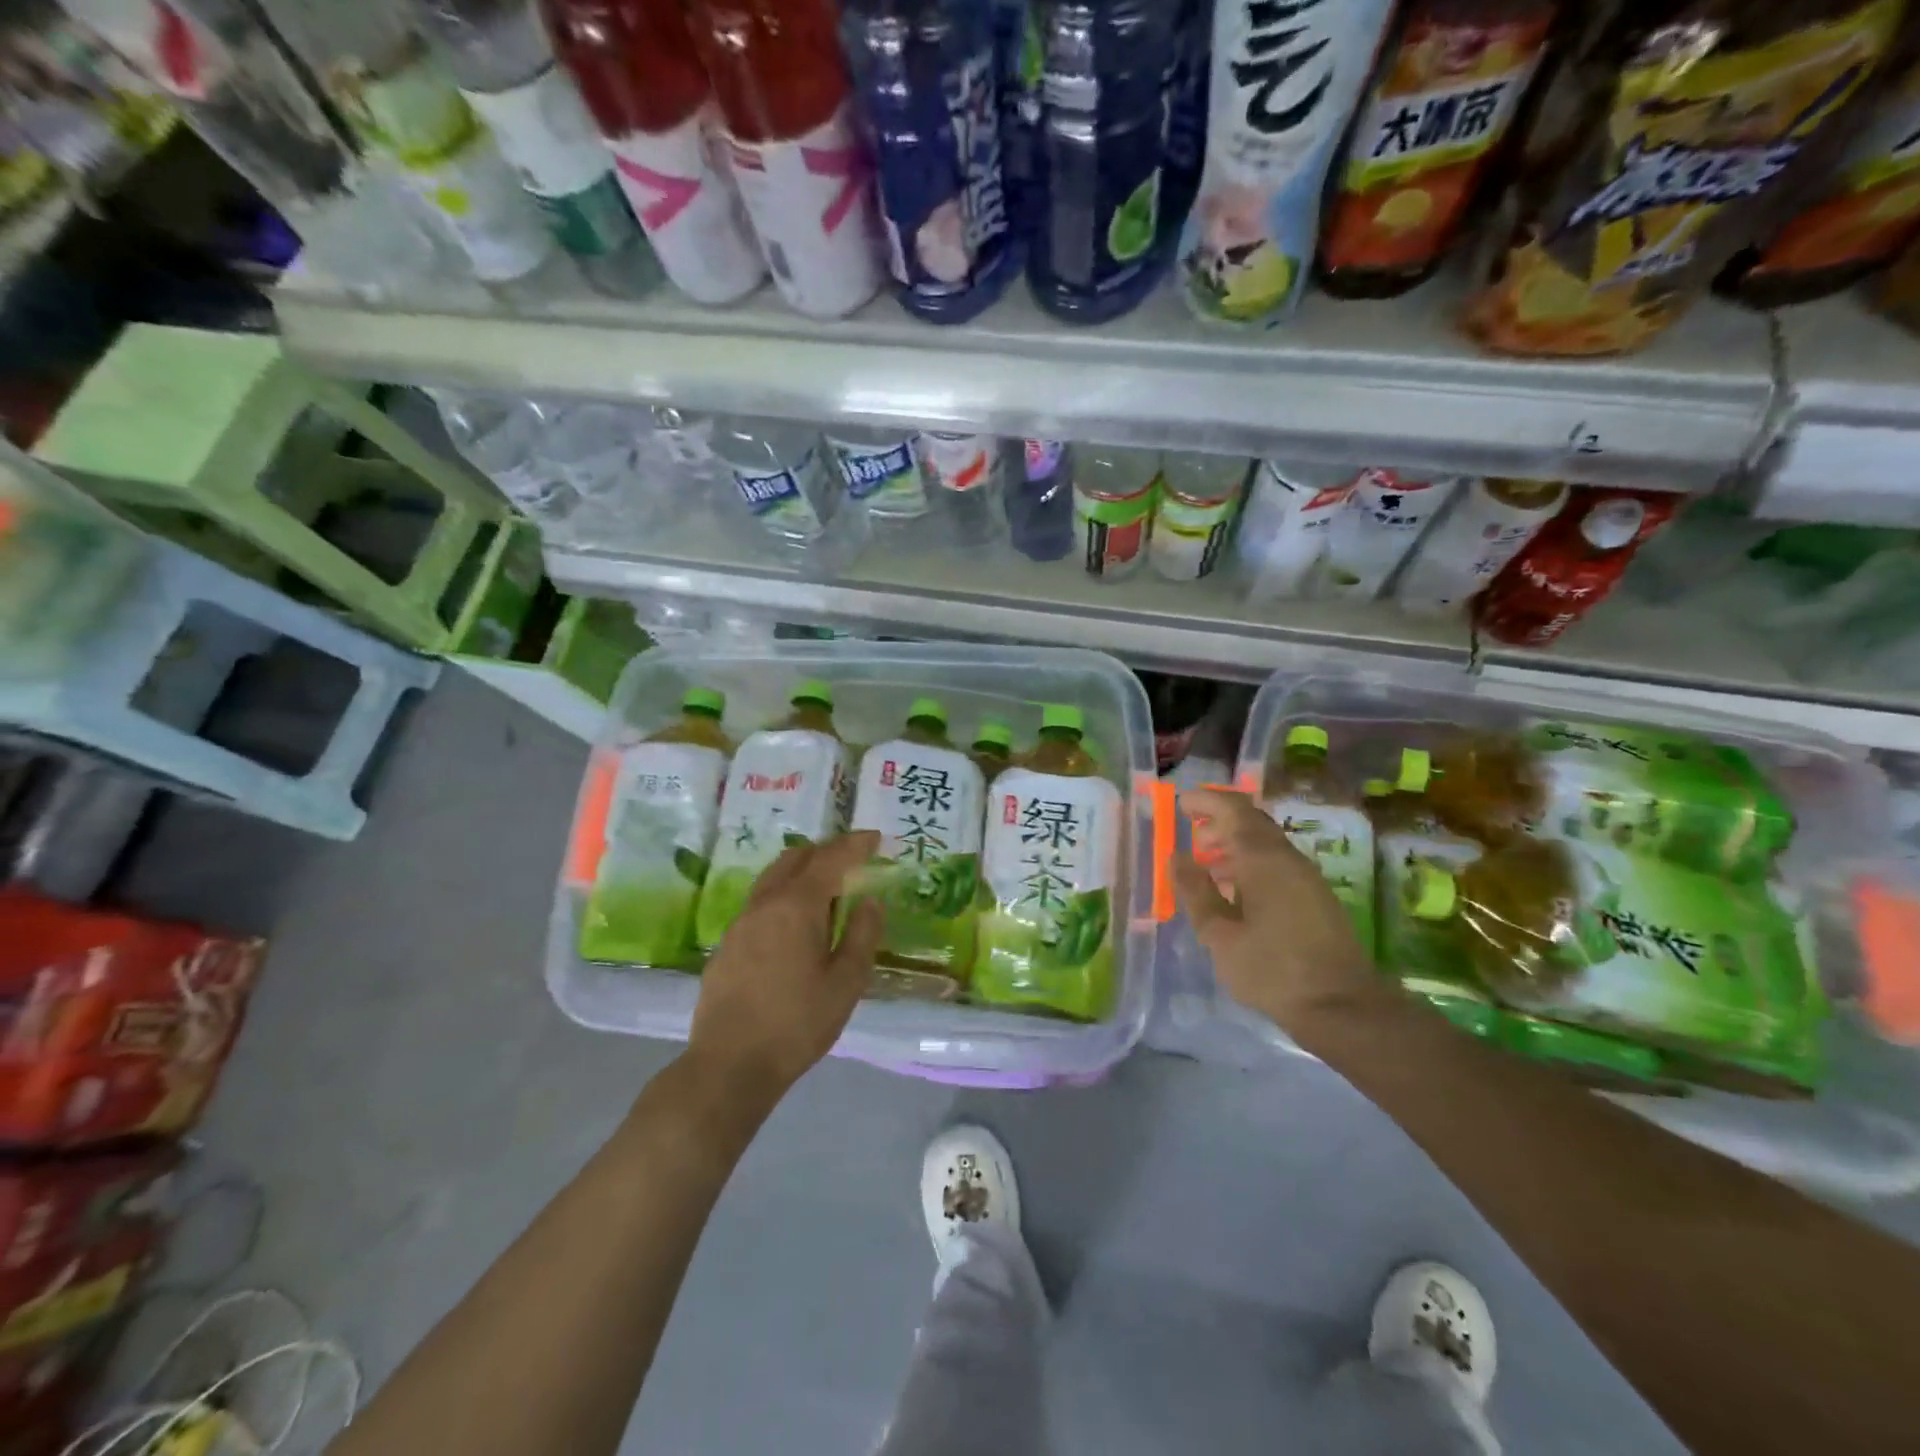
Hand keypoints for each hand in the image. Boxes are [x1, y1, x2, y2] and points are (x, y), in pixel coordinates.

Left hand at [687, 831, 884, 1107]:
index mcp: (797, 906)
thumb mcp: (845, 983)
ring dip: (801, 872)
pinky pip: (760, 903)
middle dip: (826, 851)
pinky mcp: (726, 944)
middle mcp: (765, 903)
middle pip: (795, 858)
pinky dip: (784, 896)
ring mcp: (740, 923)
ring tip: (826, 891)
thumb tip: (870, 901)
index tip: (875, 839)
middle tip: (852, 861)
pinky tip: (795, 926)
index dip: (855, 844)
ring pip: (773, 878)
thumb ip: (862, 935)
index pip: (830, 858)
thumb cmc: (797, 1024)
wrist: (729, 1065)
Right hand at [1174, 788, 1377, 1032]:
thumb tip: (1177, 857)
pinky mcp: (1316, 898)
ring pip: (1265, 845)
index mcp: (1263, 859)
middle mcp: (1288, 859)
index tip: (1181, 803)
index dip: (1206, 801)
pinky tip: (1235, 893)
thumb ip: (1196, 892)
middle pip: (1252, 822)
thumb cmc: (1272, 970)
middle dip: (1219, 822)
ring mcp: (1307, 878)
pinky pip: (1277, 865)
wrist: (1342, 1008)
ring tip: (1207, 866)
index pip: (1234, 810)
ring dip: (1234, 845)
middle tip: (1192, 837)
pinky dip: (1250, 864)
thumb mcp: (1220, 935)